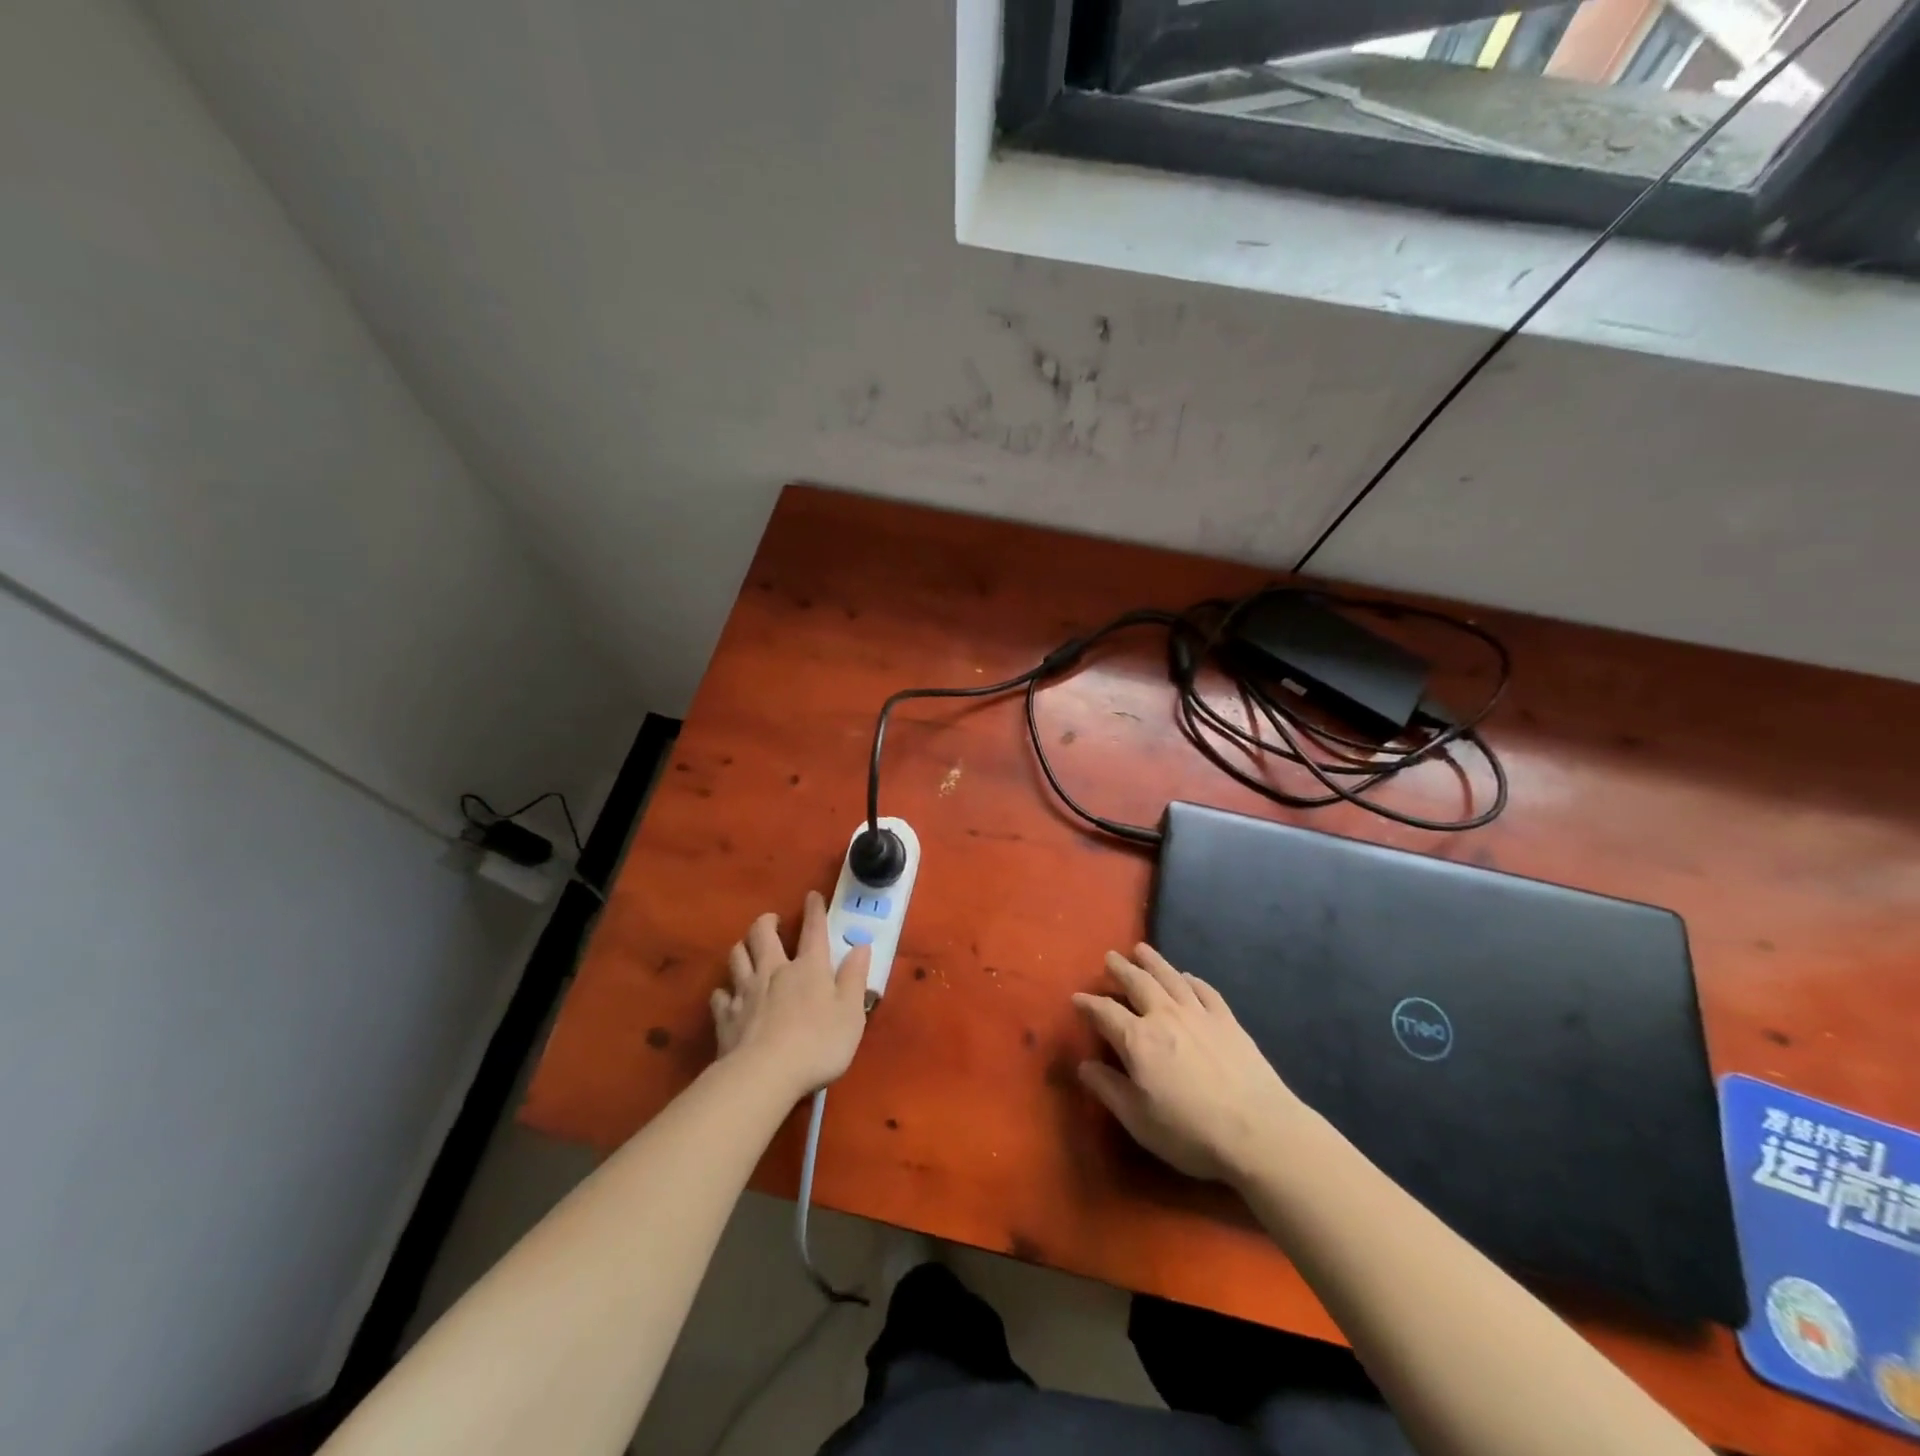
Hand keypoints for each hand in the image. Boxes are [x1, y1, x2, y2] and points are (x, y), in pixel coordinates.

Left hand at [712, 891, 871, 1100]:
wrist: (765, 1074)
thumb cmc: (818, 1043)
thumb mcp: (850, 1012)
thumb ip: (855, 977)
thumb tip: (861, 945)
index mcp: (809, 968)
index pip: (813, 930)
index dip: (814, 910)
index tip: (812, 896)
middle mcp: (774, 971)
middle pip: (763, 935)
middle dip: (766, 922)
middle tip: (771, 920)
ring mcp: (746, 992)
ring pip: (737, 957)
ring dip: (742, 948)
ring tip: (747, 949)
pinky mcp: (726, 1017)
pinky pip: (720, 995)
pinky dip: (725, 991)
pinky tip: (728, 996)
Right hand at [1073, 944, 1307, 1185]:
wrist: (1259, 1131)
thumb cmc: (1190, 1131)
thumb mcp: (1138, 1119)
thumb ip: (1108, 1089)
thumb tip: (1083, 1065)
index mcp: (1138, 1040)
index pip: (1105, 1013)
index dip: (1088, 1004)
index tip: (1077, 997)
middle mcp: (1165, 1016)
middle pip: (1137, 983)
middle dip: (1120, 969)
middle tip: (1110, 957)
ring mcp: (1199, 1014)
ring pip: (1170, 978)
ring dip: (1153, 962)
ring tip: (1141, 949)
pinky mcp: (1228, 1021)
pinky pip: (1205, 991)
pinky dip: (1192, 980)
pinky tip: (1188, 977)